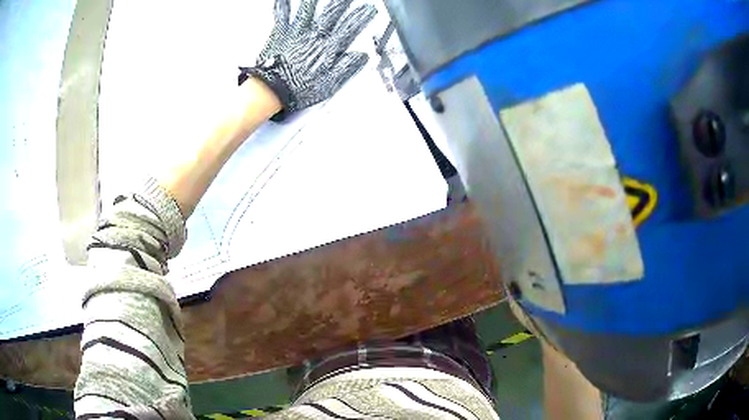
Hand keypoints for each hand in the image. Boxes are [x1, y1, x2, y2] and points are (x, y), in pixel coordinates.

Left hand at [240, 0, 376, 120]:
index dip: (361, 18)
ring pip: (308, 10)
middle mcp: (313, 36)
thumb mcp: (329, 84)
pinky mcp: (280, 34)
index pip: (349, 28)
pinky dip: (283, 5)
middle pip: (331, 14)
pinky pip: (282, 16)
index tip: (369, 10)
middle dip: (342, 4)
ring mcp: (296, 32)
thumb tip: (361, 56)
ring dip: (315, 0)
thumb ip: (347, 67)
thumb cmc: (298, 88)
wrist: (272, 90)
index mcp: (327, 48)